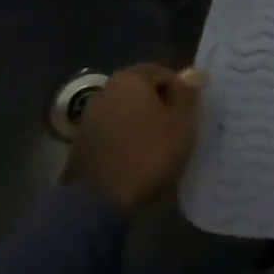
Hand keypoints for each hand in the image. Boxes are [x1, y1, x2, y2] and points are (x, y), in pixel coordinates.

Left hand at [67, 63, 203, 211]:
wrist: (98, 202)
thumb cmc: (148, 155)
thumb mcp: (181, 124)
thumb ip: (187, 94)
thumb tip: (193, 71)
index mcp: (130, 79)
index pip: (161, 71)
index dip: (180, 90)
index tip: (189, 114)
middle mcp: (106, 90)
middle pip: (141, 90)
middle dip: (160, 105)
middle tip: (177, 128)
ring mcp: (89, 116)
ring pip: (126, 110)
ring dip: (142, 122)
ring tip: (158, 145)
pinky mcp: (81, 141)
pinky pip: (112, 130)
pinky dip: (126, 137)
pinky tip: (136, 157)